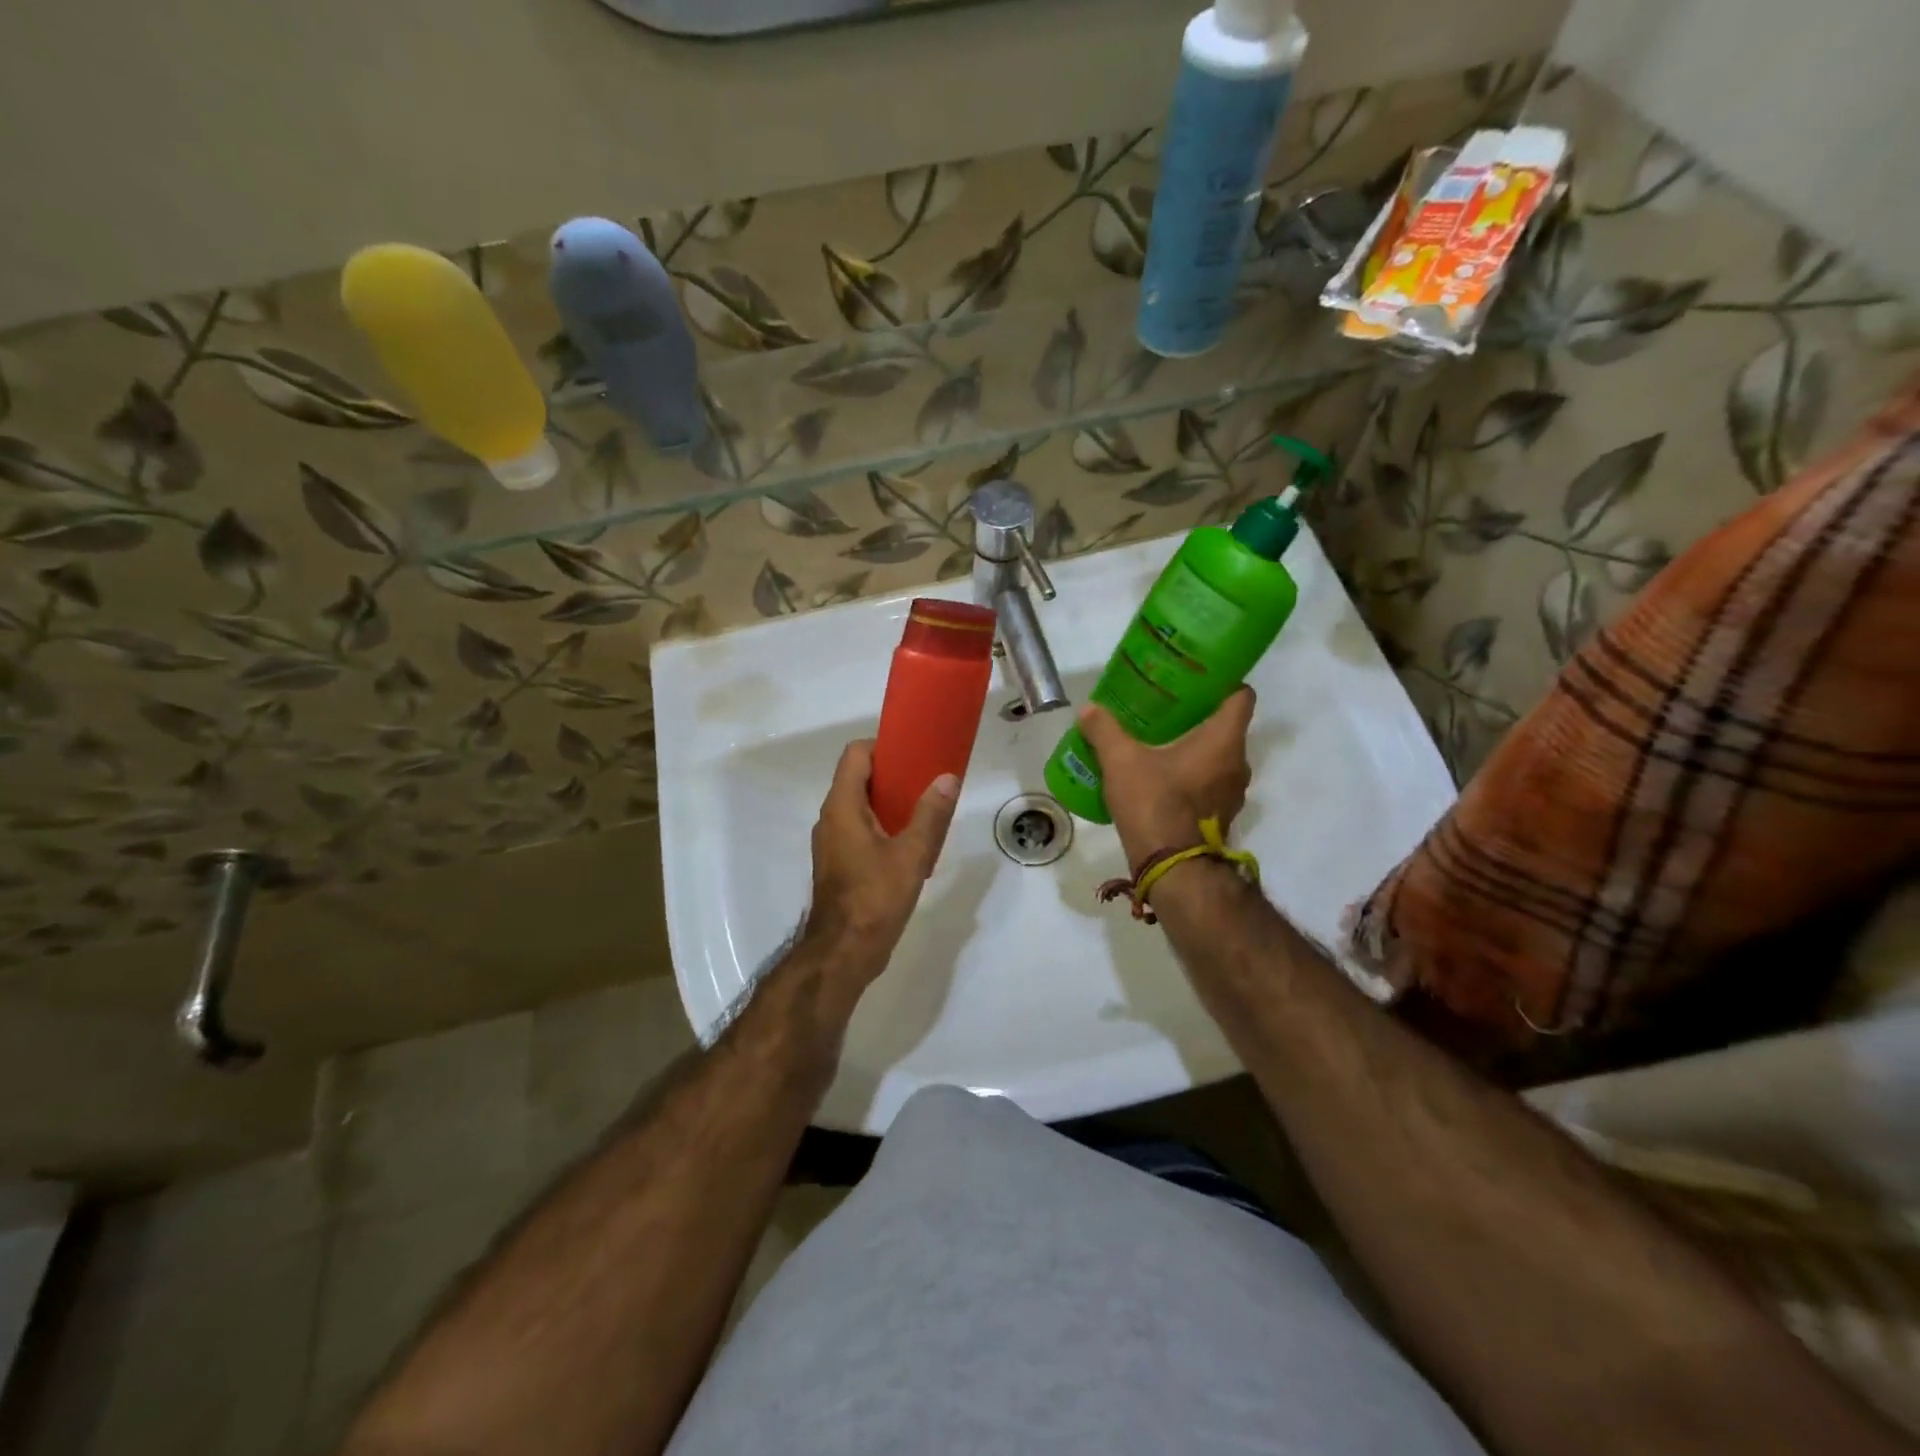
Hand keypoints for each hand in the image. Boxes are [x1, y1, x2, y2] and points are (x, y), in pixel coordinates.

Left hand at [803, 740, 959, 989]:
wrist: (844, 953)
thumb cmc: (875, 898)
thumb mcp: (911, 855)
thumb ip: (930, 815)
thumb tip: (947, 778)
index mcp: (842, 807)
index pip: (855, 755)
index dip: (883, 746)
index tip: (914, 753)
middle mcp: (831, 818)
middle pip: (858, 779)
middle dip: (893, 775)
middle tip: (928, 781)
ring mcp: (832, 842)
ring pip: (860, 807)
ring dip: (890, 803)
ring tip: (925, 810)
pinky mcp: (838, 863)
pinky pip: (860, 830)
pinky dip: (883, 826)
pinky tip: (911, 844)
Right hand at [1078, 687, 1255, 868]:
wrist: (1170, 868)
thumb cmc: (1154, 803)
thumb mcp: (1121, 761)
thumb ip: (1105, 731)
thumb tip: (1088, 710)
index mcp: (1224, 741)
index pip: (1241, 696)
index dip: (1222, 682)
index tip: (1195, 680)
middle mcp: (1238, 763)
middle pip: (1227, 726)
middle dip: (1198, 715)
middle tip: (1166, 708)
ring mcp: (1233, 793)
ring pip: (1218, 757)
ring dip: (1195, 748)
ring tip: (1160, 741)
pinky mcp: (1220, 815)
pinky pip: (1210, 782)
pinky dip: (1192, 774)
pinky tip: (1161, 776)